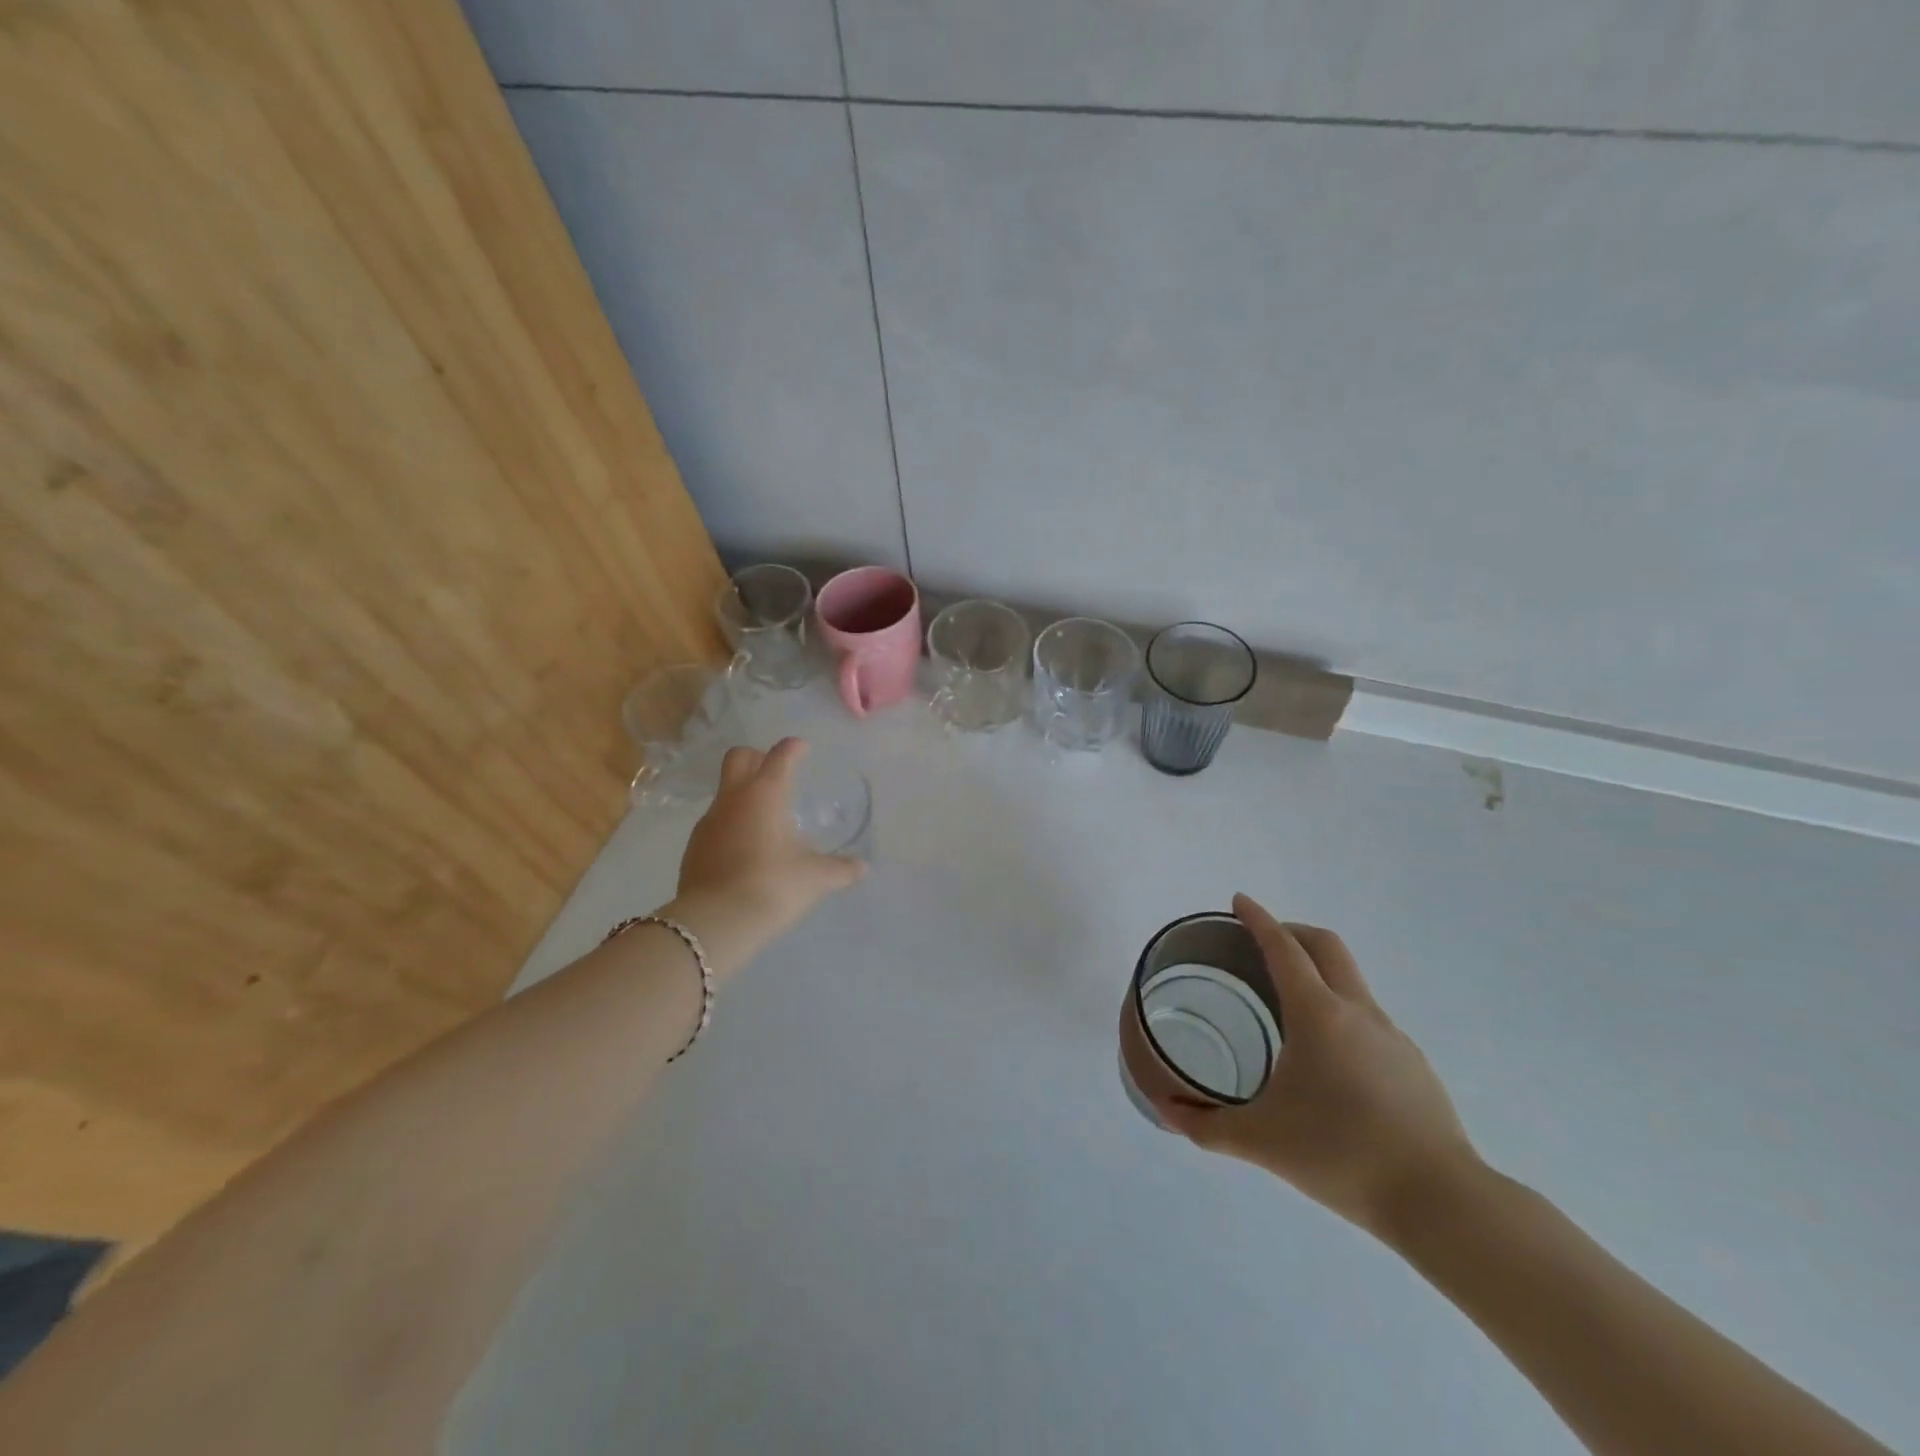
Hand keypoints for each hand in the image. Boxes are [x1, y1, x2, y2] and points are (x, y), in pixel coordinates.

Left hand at [675, 738, 865, 948]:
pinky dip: (731, 825)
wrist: (716, 922)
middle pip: (738, 758)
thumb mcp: (816, 878)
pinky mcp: (694, 847)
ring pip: (724, 792)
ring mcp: (708, 822)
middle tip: (775, 771)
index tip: (802, 748)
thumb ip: (841, 869)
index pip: (780, 756)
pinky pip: (715, 823)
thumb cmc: (774, 886)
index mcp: (766, 794)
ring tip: (765, 819)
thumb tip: (862, 868)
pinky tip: (745, 850)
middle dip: (756, 757)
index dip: (793, 748)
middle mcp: (733, 799)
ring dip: (743, 795)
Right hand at [1157, 894, 1480, 1239]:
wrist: (1441, 1201)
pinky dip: (1339, 1011)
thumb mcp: (1260, 1141)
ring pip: (1350, 980)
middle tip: (1261, 941)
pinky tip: (1328, 1059)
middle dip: (1291, 931)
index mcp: (1317, 1014)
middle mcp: (1357, 1011)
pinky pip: (1368, 1017)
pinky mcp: (1413, 1064)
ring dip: (1317, 971)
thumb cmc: (1340, 1155)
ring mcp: (1392, 1036)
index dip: (1258, 920)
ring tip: (1287, 1004)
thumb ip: (1205, 1125)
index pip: (1283, 948)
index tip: (1239, 901)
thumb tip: (1166, 1111)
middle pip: (1325, 946)